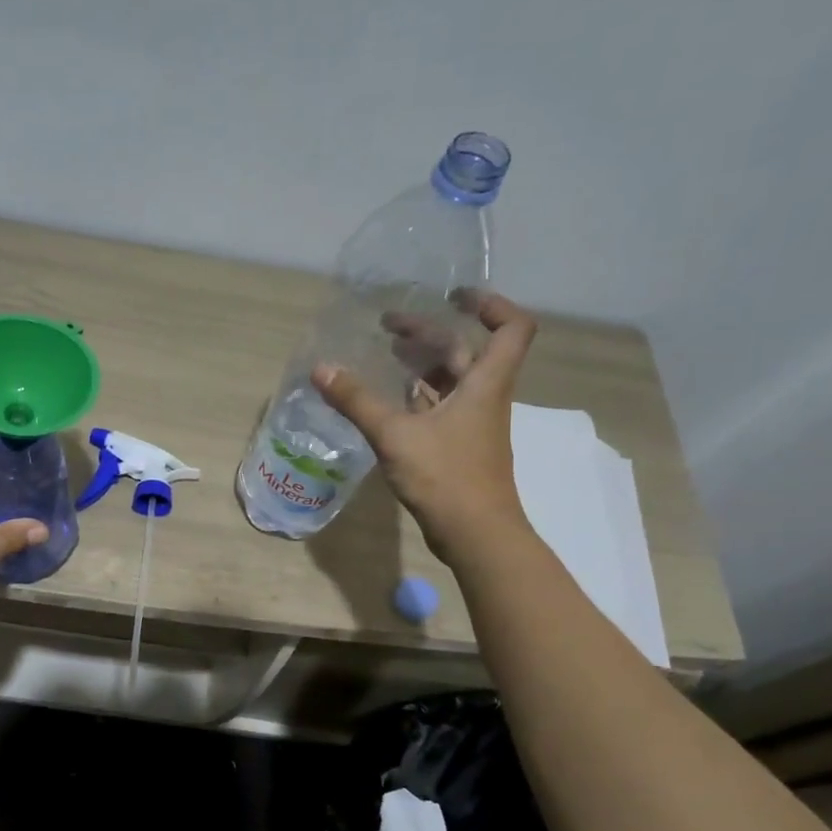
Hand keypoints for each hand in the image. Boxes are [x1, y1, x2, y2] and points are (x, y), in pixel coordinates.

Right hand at [313, 292, 537, 560]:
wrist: (476, 534)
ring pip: (452, 381)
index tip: (453, 296)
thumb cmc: (445, 476)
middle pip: (465, 351)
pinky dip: (418, 396)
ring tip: (386, 355)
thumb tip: (321, 369)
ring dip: (423, 364)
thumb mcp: (395, 435)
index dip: (490, 304)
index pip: (511, 328)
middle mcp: (485, 397)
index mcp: (485, 383)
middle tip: (388, 327)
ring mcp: (473, 424)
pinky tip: (390, 399)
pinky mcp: (459, 447)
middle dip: (429, 333)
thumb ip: (357, 401)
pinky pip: (441, 408)